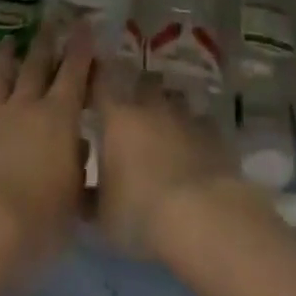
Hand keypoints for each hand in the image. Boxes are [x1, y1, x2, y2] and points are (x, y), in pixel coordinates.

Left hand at [0, 24, 93, 295]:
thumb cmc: (34, 224)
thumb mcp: (71, 204)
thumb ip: (76, 170)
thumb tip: (77, 145)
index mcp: (59, 118)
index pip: (75, 72)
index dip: (81, 47)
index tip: (84, 23)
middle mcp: (25, 106)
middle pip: (36, 65)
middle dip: (45, 42)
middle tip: (50, 21)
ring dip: (5, 59)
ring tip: (9, 42)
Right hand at [91, 64, 261, 258]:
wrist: (200, 215)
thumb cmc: (140, 212)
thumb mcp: (103, 216)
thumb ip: (90, 197)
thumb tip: (83, 192)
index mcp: (118, 119)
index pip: (101, 84)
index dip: (96, 78)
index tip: (92, 80)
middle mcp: (151, 107)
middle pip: (143, 82)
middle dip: (138, 91)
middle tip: (133, 112)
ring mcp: (185, 115)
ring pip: (174, 98)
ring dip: (168, 110)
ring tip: (165, 132)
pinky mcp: (213, 131)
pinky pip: (201, 122)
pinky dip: (195, 131)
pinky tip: (195, 149)